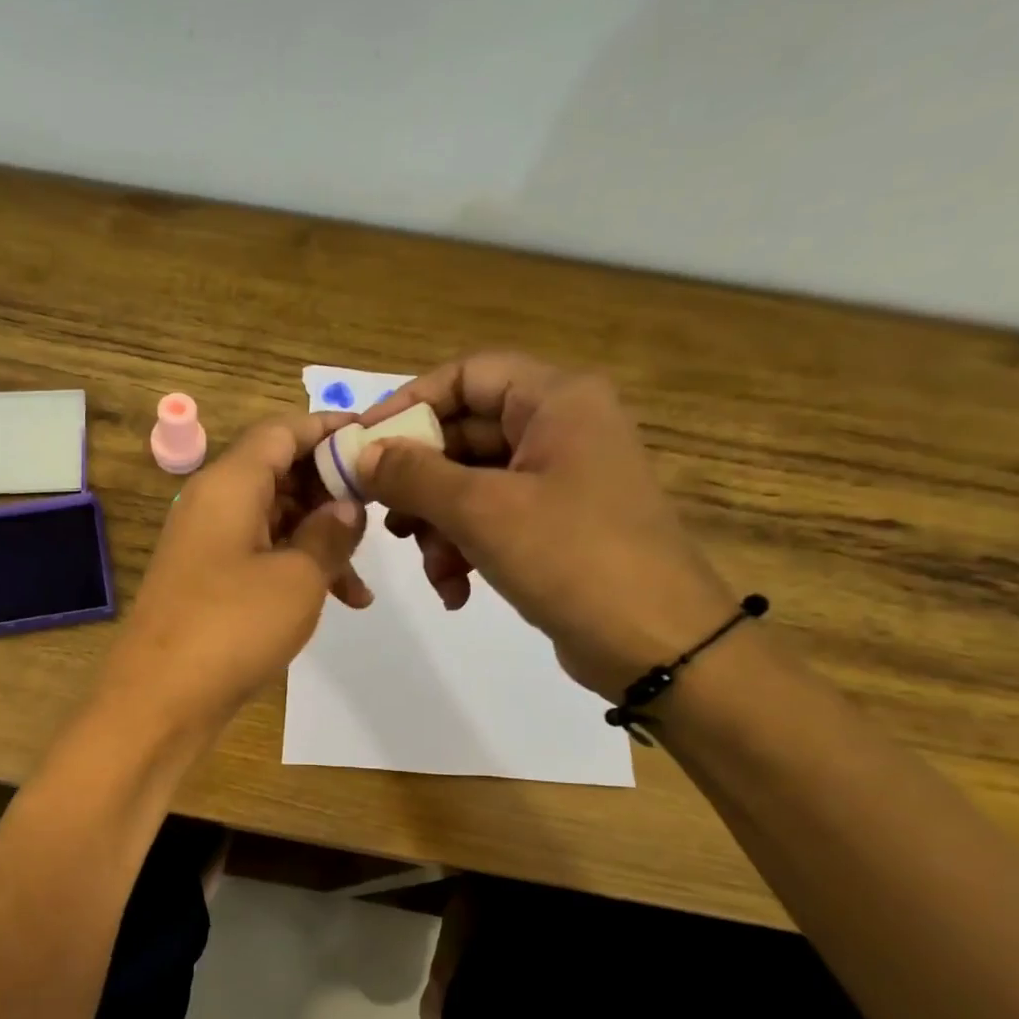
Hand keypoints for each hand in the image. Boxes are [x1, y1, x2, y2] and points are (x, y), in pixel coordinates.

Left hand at [101, 413, 369, 734]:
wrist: (160, 701)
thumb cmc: (233, 627)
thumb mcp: (298, 577)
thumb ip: (330, 532)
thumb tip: (345, 505)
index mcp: (229, 484)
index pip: (282, 430)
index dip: (329, 430)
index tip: (375, 444)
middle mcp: (213, 504)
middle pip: (279, 473)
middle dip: (331, 491)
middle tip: (379, 515)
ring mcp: (207, 545)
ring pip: (275, 520)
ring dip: (321, 540)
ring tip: (363, 580)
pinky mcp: (208, 582)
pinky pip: (260, 556)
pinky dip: (297, 569)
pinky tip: (340, 601)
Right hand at [356, 352, 735, 699]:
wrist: (655, 643)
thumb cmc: (572, 557)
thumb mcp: (482, 511)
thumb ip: (414, 475)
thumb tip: (362, 453)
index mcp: (557, 401)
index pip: (467, 375)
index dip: (409, 403)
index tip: (362, 443)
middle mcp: (560, 430)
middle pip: (464, 434)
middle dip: (420, 483)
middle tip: (383, 517)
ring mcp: (560, 481)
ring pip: (471, 485)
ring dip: (438, 528)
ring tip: (432, 569)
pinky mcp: (556, 527)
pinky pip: (492, 522)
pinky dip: (465, 552)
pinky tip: (455, 592)